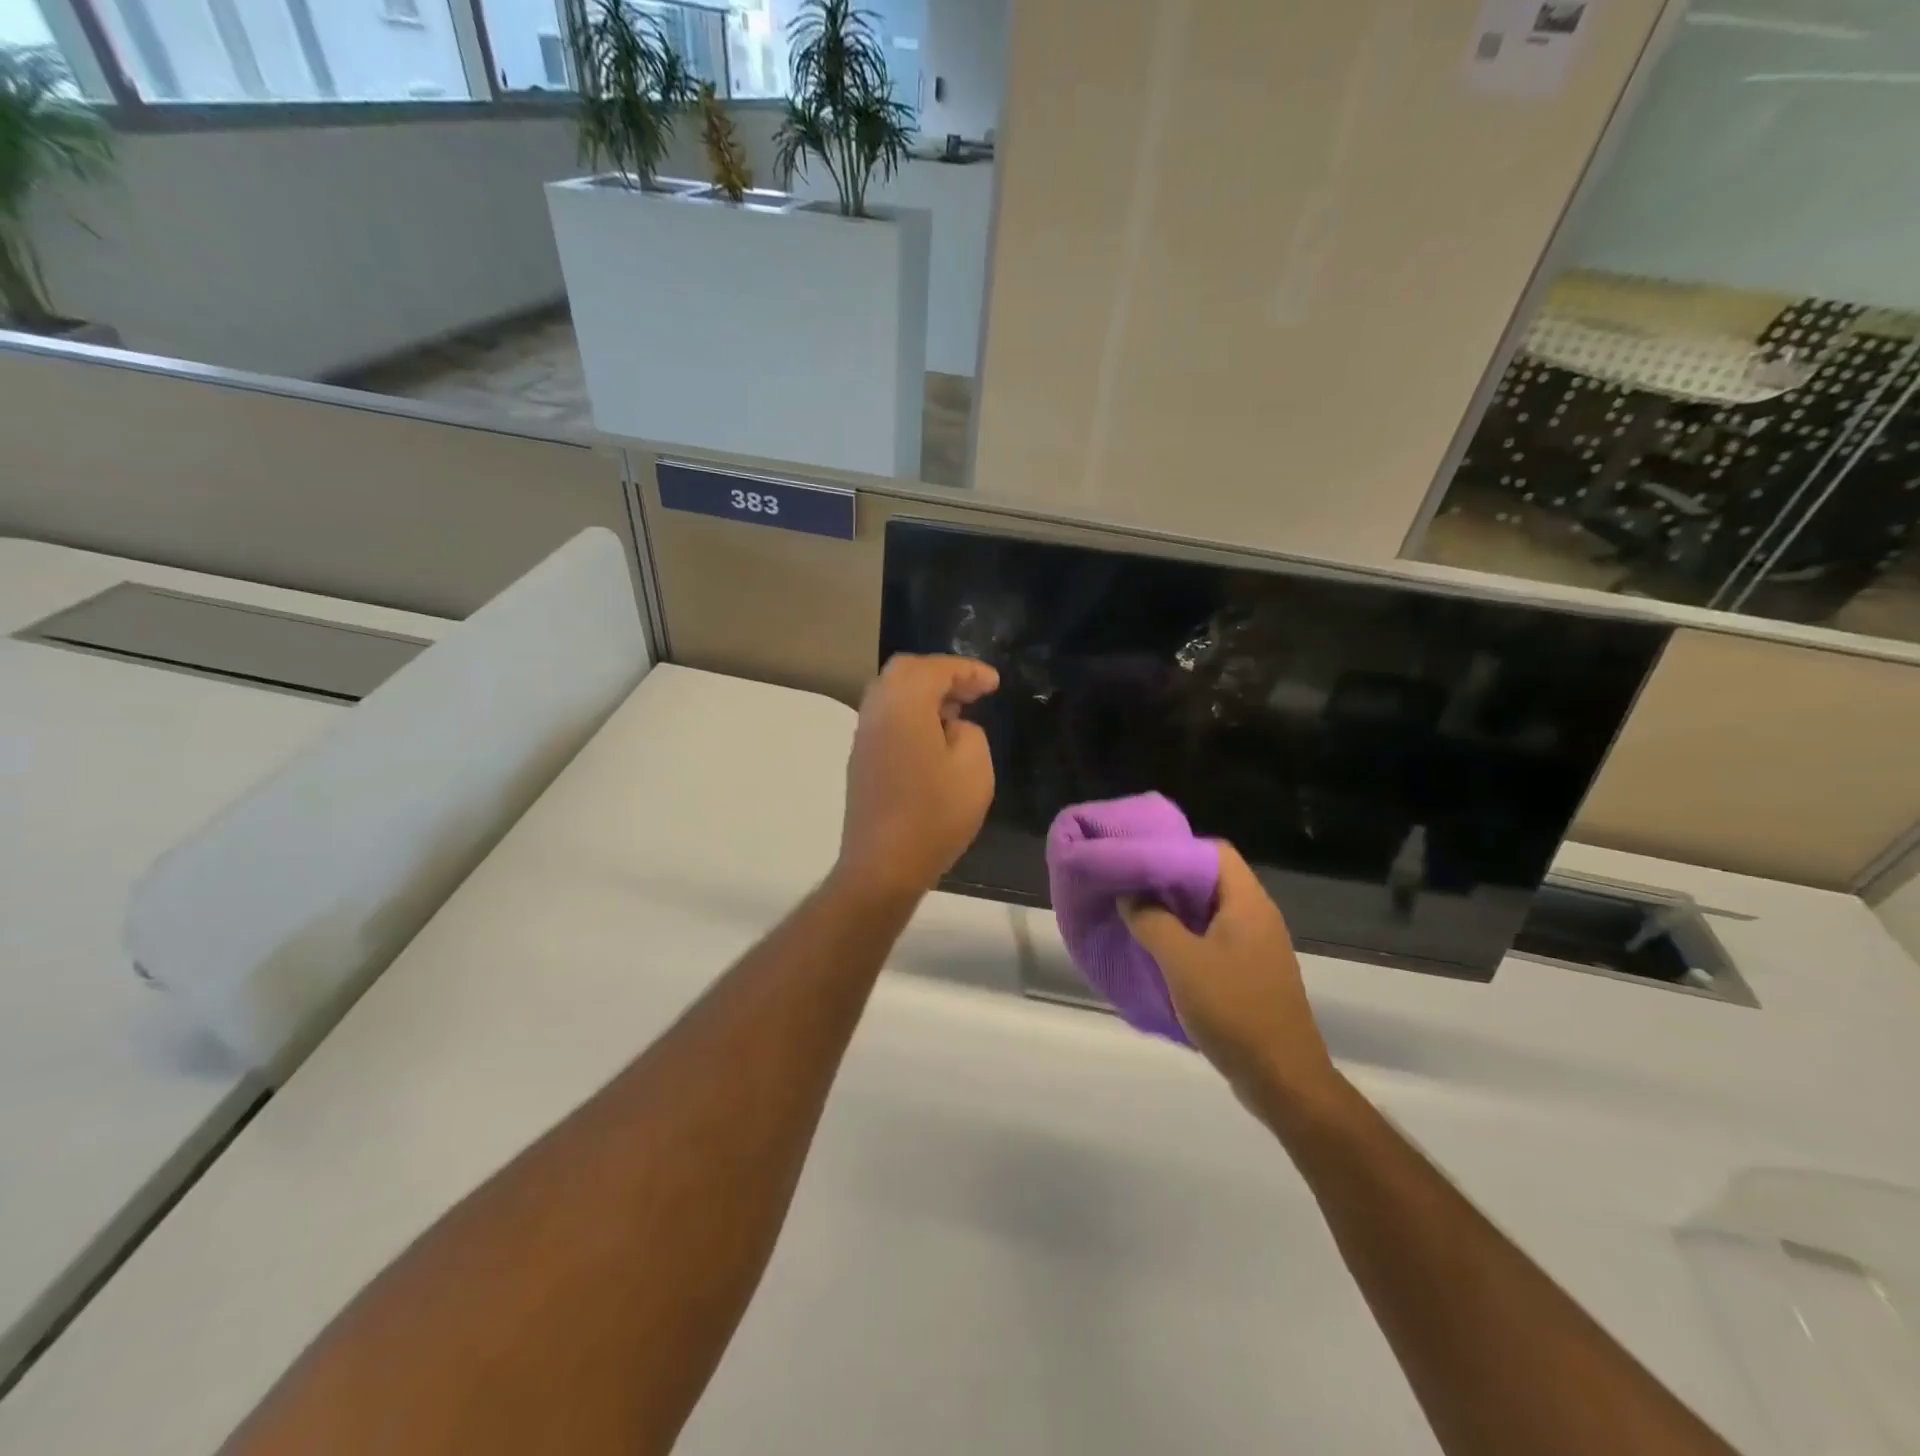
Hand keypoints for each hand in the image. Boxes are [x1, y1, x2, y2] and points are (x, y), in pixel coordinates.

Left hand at [835, 654, 999, 900]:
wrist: (884, 865)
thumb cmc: (934, 815)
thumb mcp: (974, 768)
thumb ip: (969, 732)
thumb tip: (951, 728)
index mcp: (903, 705)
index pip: (935, 669)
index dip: (968, 670)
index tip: (994, 683)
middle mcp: (876, 711)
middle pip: (905, 672)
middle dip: (942, 675)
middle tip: (974, 692)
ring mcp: (864, 736)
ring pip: (891, 694)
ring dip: (924, 694)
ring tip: (957, 713)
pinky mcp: (861, 760)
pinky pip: (886, 718)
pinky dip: (911, 714)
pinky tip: (934, 737)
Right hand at [1122, 844, 1338, 1112]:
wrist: (1283, 1079)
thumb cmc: (1233, 1009)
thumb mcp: (1181, 961)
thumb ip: (1151, 920)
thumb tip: (1129, 894)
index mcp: (1247, 903)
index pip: (1214, 851)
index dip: (1176, 848)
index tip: (1138, 857)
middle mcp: (1256, 917)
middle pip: (1209, 880)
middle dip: (1167, 880)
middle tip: (1127, 884)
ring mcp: (1256, 947)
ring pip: (1209, 913)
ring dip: (1173, 912)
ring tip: (1134, 914)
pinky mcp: (1250, 975)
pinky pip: (1212, 941)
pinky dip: (1185, 939)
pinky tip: (1157, 952)